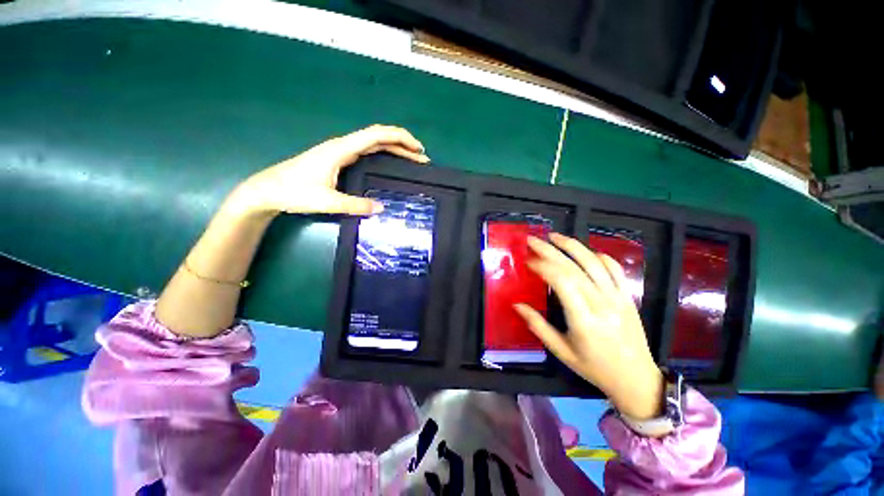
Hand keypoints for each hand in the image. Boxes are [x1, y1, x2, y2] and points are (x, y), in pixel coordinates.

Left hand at [228, 125, 429, 216]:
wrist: (269, 190)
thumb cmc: (295, 192)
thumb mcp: (328, 202)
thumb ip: (355, 205)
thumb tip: (382, 208)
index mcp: (342, 149)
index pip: (377, 136)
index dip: (400, 139)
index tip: (418, 149)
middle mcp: (343, 146)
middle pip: (379, 137)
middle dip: (402, 144)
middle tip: (421, 158)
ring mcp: (341, 152)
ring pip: (374, 144)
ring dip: (395, 149)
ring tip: (412, 160)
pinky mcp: (339, 159)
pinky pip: (367, 152)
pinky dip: (384, 155)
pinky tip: (390, 163)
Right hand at [514, 233, 663, 419]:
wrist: (637, 379)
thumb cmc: (594, 368)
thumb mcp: (561, 352)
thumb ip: (538, 326)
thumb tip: (516, 305)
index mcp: (584, 320)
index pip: (562, 282)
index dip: (543, 266)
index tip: (527, 261)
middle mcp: (602, 303)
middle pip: (574, 267)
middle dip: (550, 250)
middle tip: (532, 240)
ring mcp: (618, 297)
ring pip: (594, 262)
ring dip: (573, 246)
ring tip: (554, 236)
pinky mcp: (628, 296)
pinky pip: (614, 269)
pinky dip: (598, 256)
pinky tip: (585, 252)